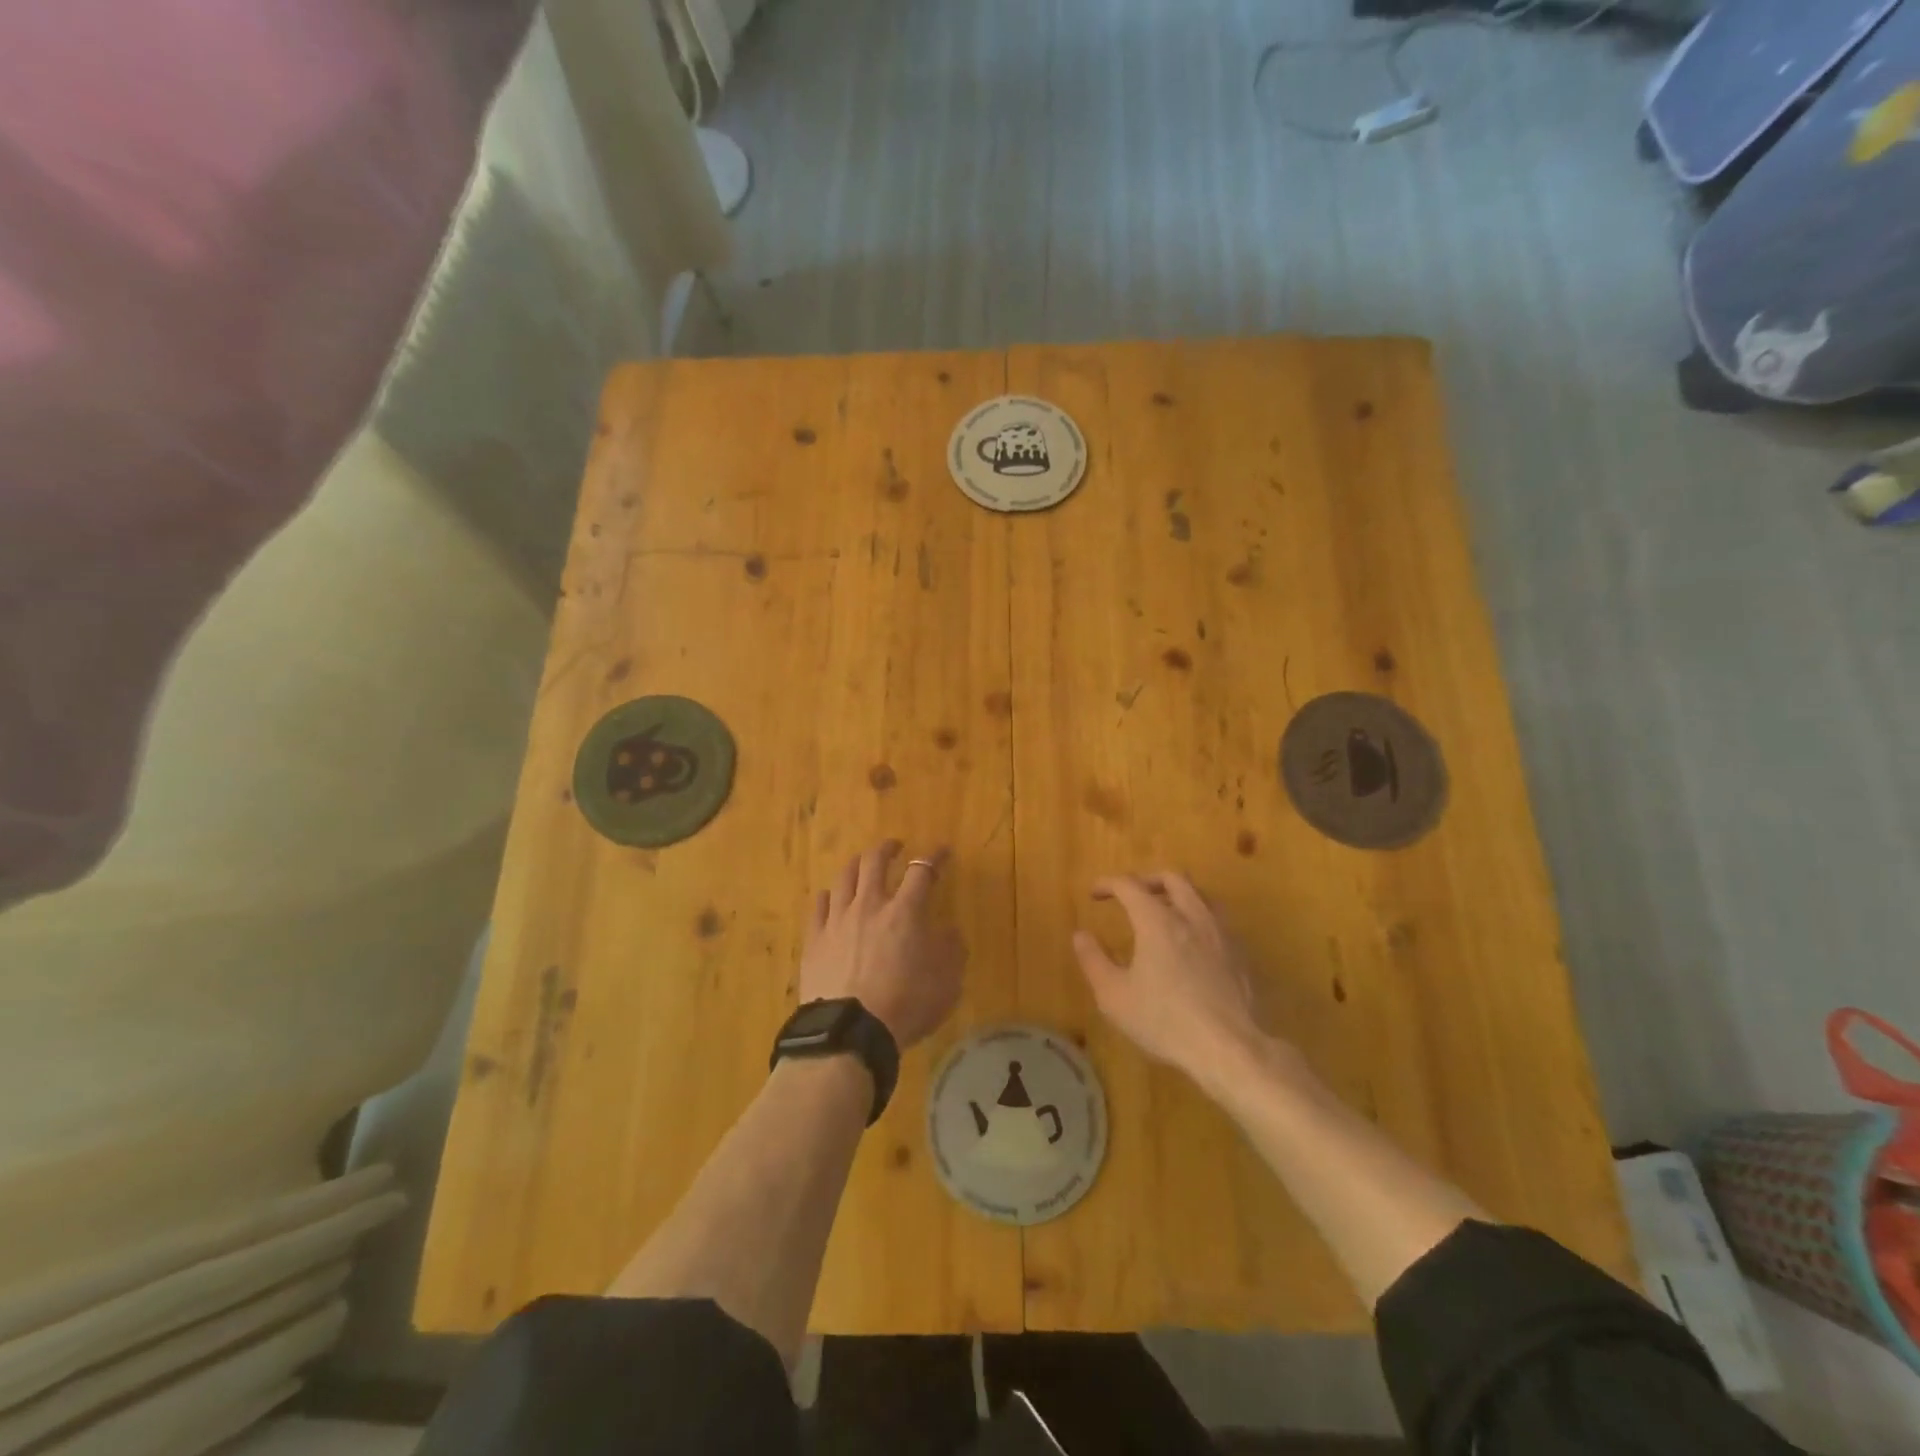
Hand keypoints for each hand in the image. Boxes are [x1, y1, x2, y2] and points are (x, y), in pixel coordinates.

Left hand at [800, 841, 966, 1049]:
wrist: (850, 1032)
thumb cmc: (906, 1006)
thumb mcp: (947, 983)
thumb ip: (951, 951)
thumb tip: (948, 931)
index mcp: (906, 912)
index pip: (922, 871)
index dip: (934, 857)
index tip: (942, 851)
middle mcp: (870, 905)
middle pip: (875, 861)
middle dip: (887, 848)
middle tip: (895, 846)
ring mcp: (838, 919)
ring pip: (844, 877)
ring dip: (856, 864)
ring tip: (862, 864)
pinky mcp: (814, 938)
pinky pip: (818, 905)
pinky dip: (828, 895)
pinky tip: (830, 896)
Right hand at [1072, 872, 1266, 1078]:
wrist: (1229, 1048)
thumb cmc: (1164, 1020)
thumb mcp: (1114, 996)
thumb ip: (1094, 961)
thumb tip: (1081, 935)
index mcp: (1157, 921)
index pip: (1130, 885)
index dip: (1109, 884)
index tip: (1095, 893)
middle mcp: (1191, 917)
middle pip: (1172, 878)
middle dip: (1147, 880)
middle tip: (1132, 895)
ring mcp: (1220, 934)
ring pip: (1200, 894)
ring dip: (1178, 894)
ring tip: (1164, 912)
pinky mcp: (1240, 954)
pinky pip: (1217, 920)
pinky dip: (1198, 918)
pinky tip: (1192, 942)